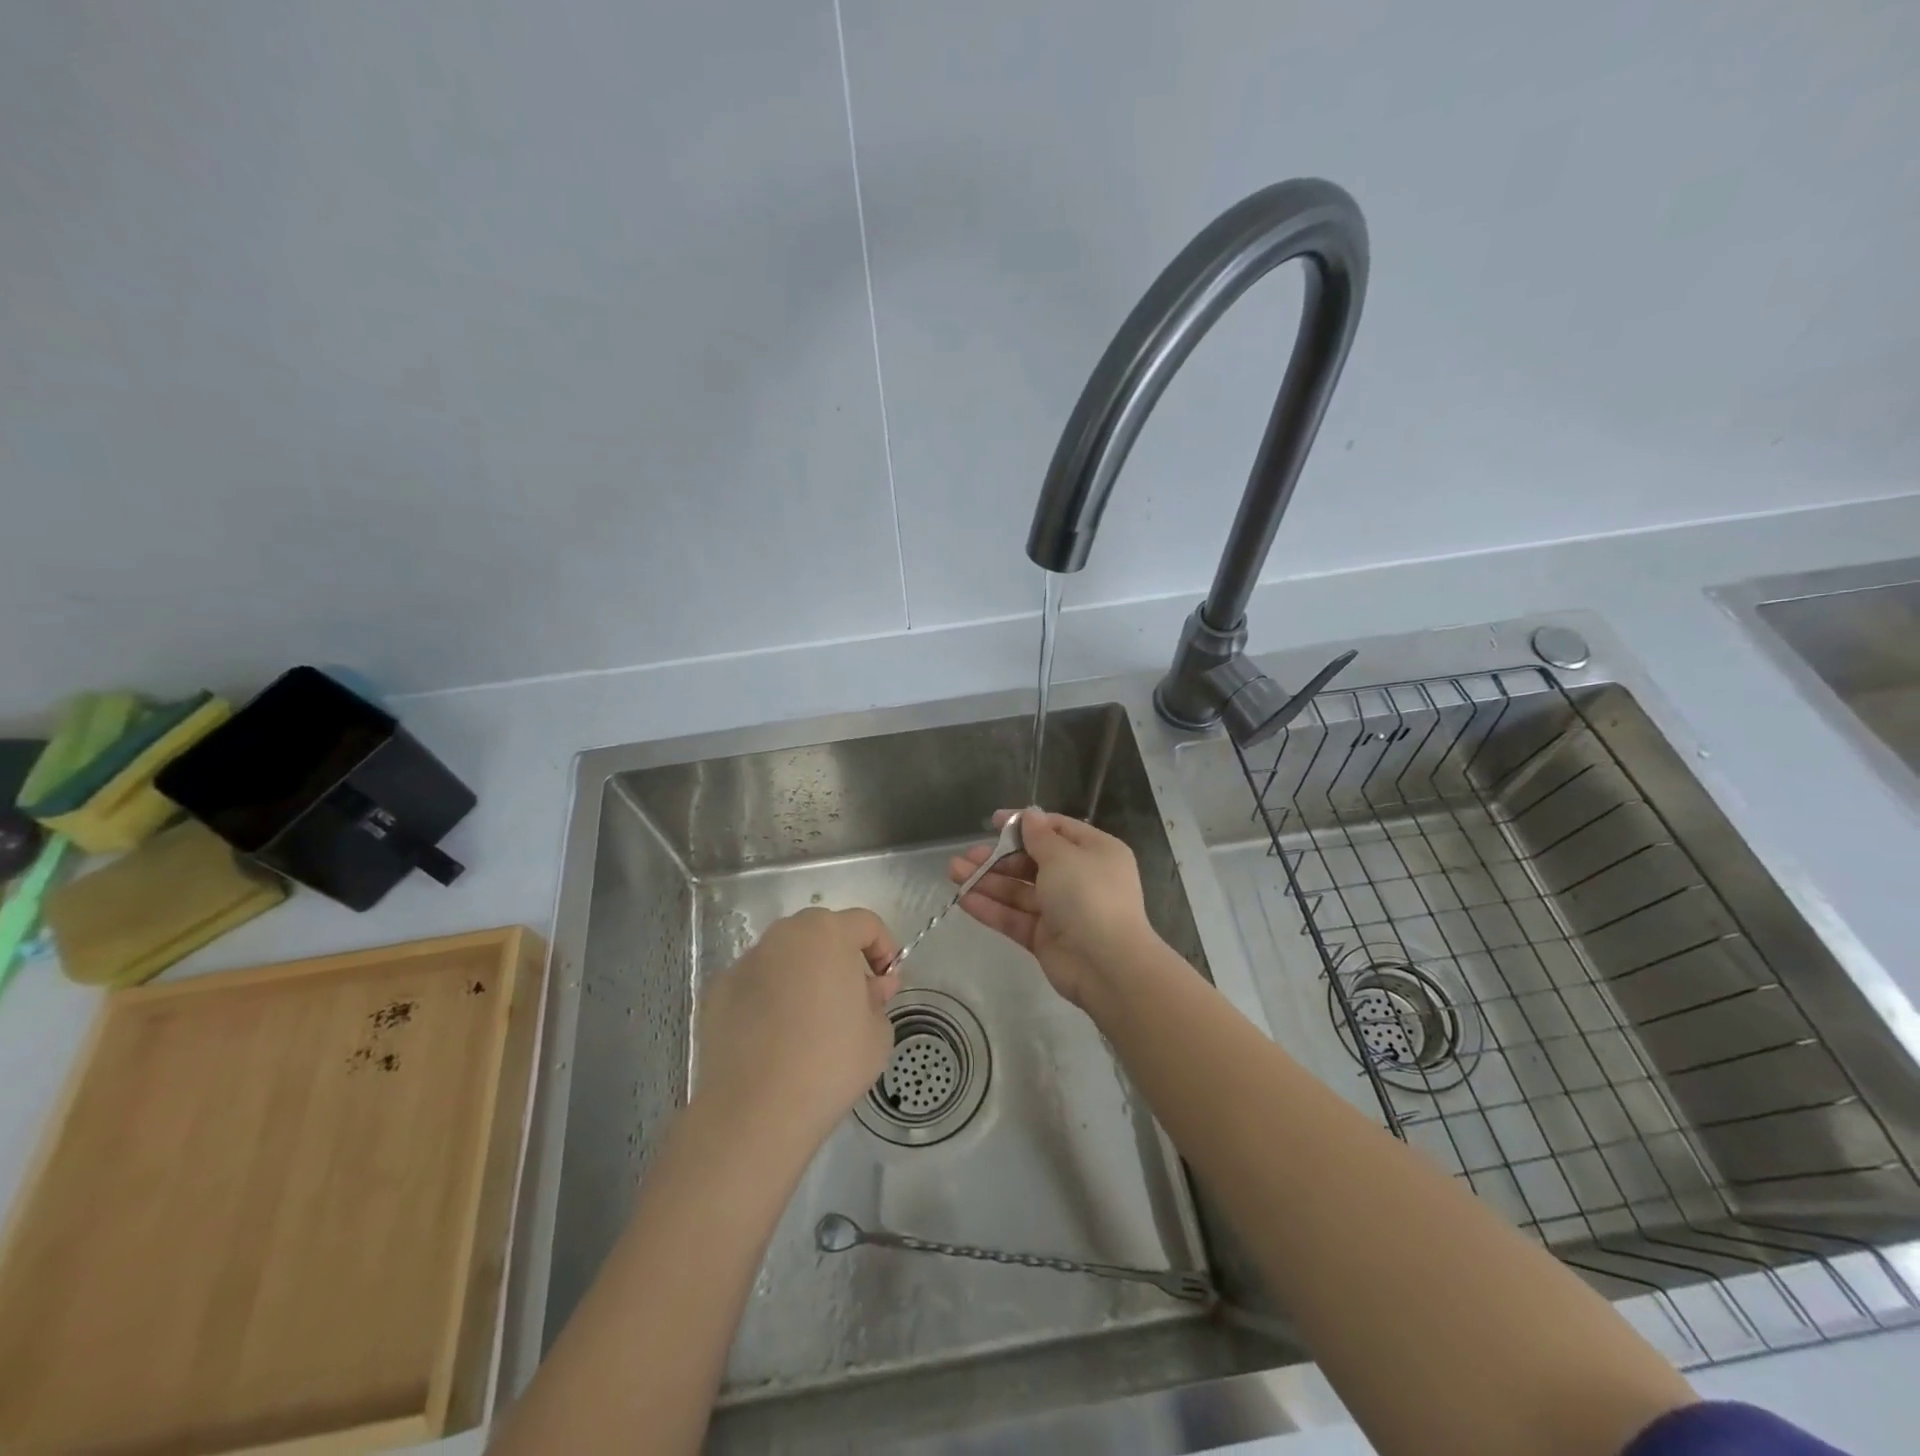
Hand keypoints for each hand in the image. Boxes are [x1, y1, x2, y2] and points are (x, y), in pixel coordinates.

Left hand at [694, 907, 900, 1146]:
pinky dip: (768, 998)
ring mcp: (745, 962)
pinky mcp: (717, 991)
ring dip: (802, 974)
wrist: (755, 1112)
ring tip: (809, 1020)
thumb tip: (870, 988)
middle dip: (840, 957)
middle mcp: (783, 935)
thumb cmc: (830, 1064)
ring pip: (784, 956)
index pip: (866, 923)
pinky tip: (772, 1037)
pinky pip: (754, 984)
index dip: (884, 949)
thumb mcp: (878, 1033)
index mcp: (828, 934)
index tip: (887, 983)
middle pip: (821, 932)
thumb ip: (878, 998)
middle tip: (851, 998)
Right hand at [947, 810, 1154, 1006]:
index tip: (992, 822)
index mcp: (1094, 852)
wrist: (1106, 964)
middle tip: (967, 855)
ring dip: (988, 881)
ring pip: (1020, 890)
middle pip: (1033, 861)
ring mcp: (1062, 910)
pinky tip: (964, 898)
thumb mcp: (1063, 856)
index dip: (1024, 824)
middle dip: (998, 857)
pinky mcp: (1046, 938)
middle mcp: (1080, 878)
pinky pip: (1016, 917)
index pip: (1056, 830)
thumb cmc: (1088, 895)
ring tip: (953, 872)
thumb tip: (1029, 816)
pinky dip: (992, 908)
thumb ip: (1039, 837)